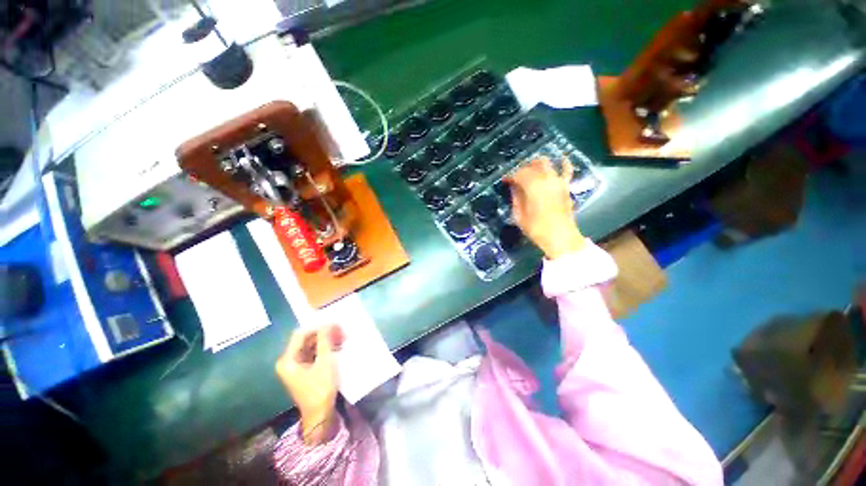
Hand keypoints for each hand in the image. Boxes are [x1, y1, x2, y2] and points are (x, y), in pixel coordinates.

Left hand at [275, 325, 343, 444]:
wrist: (320, 415)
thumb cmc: (320, 388)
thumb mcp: (325, 362)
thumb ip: (324, 341)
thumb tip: (327, 323)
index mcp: (288, 360)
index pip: (301, 334)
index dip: (318, 327)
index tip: (334, 324)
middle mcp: (288, 361)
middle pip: (306, 340)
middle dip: (324, 334)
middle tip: (341, 331)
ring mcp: (295, 366)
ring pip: (311, 346)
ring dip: (326, 341)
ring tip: (343, 338)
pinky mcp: (304, 370)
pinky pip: (314, 354)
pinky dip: (325, 349)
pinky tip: (338, 347)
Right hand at [505, 157, 585, 259]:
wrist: (560, 237)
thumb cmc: (536, 228)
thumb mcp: (519, 215)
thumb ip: (516, 198)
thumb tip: (513, 187)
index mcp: (532, 186)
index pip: (518, 174)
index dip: (510, 176)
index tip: (504, 180)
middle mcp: (546, 179)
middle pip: (531, 166)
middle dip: (522, 169)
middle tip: (516, 177)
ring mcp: (558, 181)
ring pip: (546, 163)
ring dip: (536, 164)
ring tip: (530, 170)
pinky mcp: (566, 186)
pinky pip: (567, 170)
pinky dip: (563, 163)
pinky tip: (560, 159)